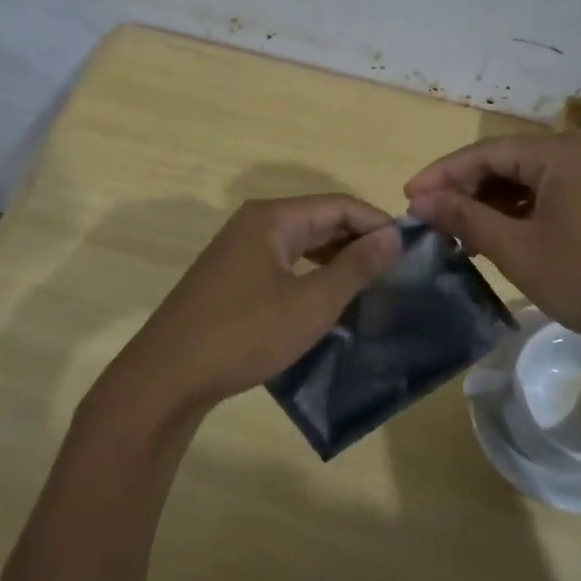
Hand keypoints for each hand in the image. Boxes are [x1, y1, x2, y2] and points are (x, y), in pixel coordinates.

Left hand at [101, 195, 401, 417]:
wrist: (168, 376)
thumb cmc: (245, 334)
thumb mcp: (311, 303)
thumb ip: (355, 266)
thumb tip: (393, 235)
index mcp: (272, 219)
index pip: (339, 205)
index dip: (378, 222)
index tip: (411, 248)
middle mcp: (253, 224)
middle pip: (319, 219)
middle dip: (358, 240)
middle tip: (396, 269)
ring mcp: (238, 250)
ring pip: (300, 243)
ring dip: (336, 258)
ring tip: (370, 283)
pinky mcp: (230, 277)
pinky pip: (282, 263)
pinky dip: (310, 273)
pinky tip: (328, 297)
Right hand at [405, 129, 580, 351]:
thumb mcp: (520, 250)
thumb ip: (467, 218)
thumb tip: (422, 200)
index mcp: (557, 152)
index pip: (484, 153)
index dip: (441, 175)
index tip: (407, 200)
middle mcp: (577, 152)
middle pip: (505, 163)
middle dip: (465, 191)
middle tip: (430, 222)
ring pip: (526, 182)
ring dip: (490, 205)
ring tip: (457, 235)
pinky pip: (549, 196)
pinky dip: (519, 214)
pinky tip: (499, 238)